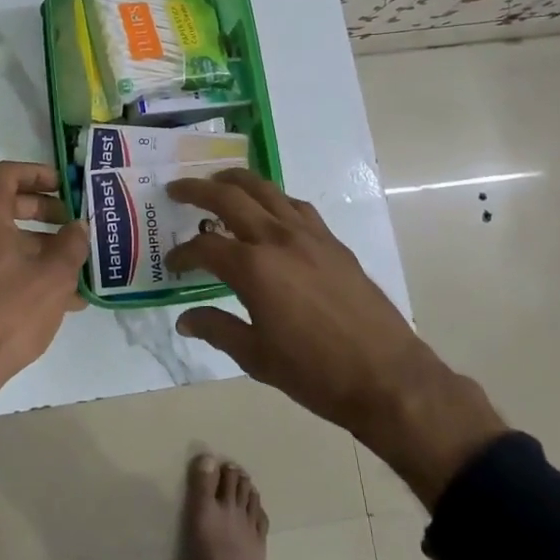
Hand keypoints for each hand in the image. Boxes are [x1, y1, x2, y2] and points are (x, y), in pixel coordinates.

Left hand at [0, 161, 87, 453]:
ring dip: (42, 244)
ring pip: (6, 236)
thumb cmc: (11, 312)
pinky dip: (26, 266)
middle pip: (8, 204)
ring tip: (78, 265)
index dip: (39, 173)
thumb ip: (72, 243)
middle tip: (75, 222)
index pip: (8, 173)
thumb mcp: (54, 276)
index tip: (67, 186)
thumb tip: (79, 226)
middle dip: (46, 212)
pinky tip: (63, 295)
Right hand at [167, 169, 506, 506]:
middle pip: (230, 198)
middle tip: (176, 189)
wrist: (387, 377)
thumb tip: (184, 319)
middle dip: (198, 190)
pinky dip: (273, 199)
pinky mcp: (333, 242)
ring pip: (266, 190)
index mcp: (254, 268)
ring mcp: (309, 236)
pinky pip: (296, 206)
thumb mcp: (256, 357)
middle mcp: (278, 239)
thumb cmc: (315, 373)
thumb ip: (216, 329)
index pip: (205, 247)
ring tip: (218, 181)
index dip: (183, 253)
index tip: (172, 262)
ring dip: (236, 181)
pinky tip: (268, 209)